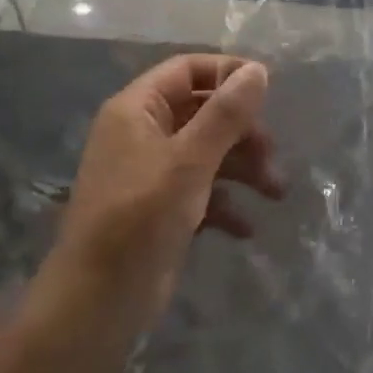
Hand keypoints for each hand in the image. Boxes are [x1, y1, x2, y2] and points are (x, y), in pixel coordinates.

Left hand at [50, 54, 279, 330]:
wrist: (97, 303)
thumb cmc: (140, 217)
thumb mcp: (189, 161)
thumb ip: (225, 114)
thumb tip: (257, 69)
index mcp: (137, 109)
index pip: (187, 70)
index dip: (227, 73)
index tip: (268, 88)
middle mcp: (142, 133)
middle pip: (202, 112)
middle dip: (242, 132)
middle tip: (272, 155)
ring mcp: (151, 173)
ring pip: (207, 153)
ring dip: (243, 169)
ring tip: (275, 192)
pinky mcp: (160, 209)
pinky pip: (201, 191)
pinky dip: (225, 203)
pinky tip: (246, 228)